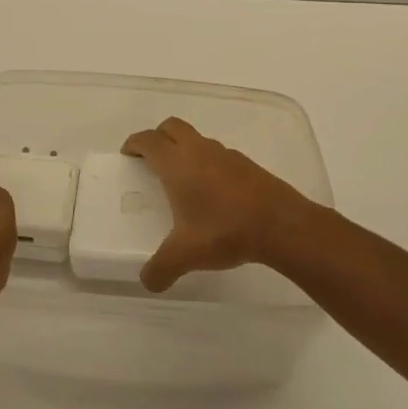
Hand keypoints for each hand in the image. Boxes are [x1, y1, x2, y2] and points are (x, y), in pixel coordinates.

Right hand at [122, 117, 313, 292]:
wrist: (280, 224)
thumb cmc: (224, 230)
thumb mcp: (185, 255)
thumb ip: (161, 269)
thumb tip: (147, 282)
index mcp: (176, 163)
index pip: (148, 140)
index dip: (134, 143)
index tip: (127, 153)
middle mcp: (198, 150)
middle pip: (171, 127)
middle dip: (158, 137)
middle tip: (151, 159)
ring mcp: (224, 153)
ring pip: (196, 139)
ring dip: (184, 149)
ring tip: (181, 178)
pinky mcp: (245, 163)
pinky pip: (217, 154)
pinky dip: (206, 162)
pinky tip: (211, 192)